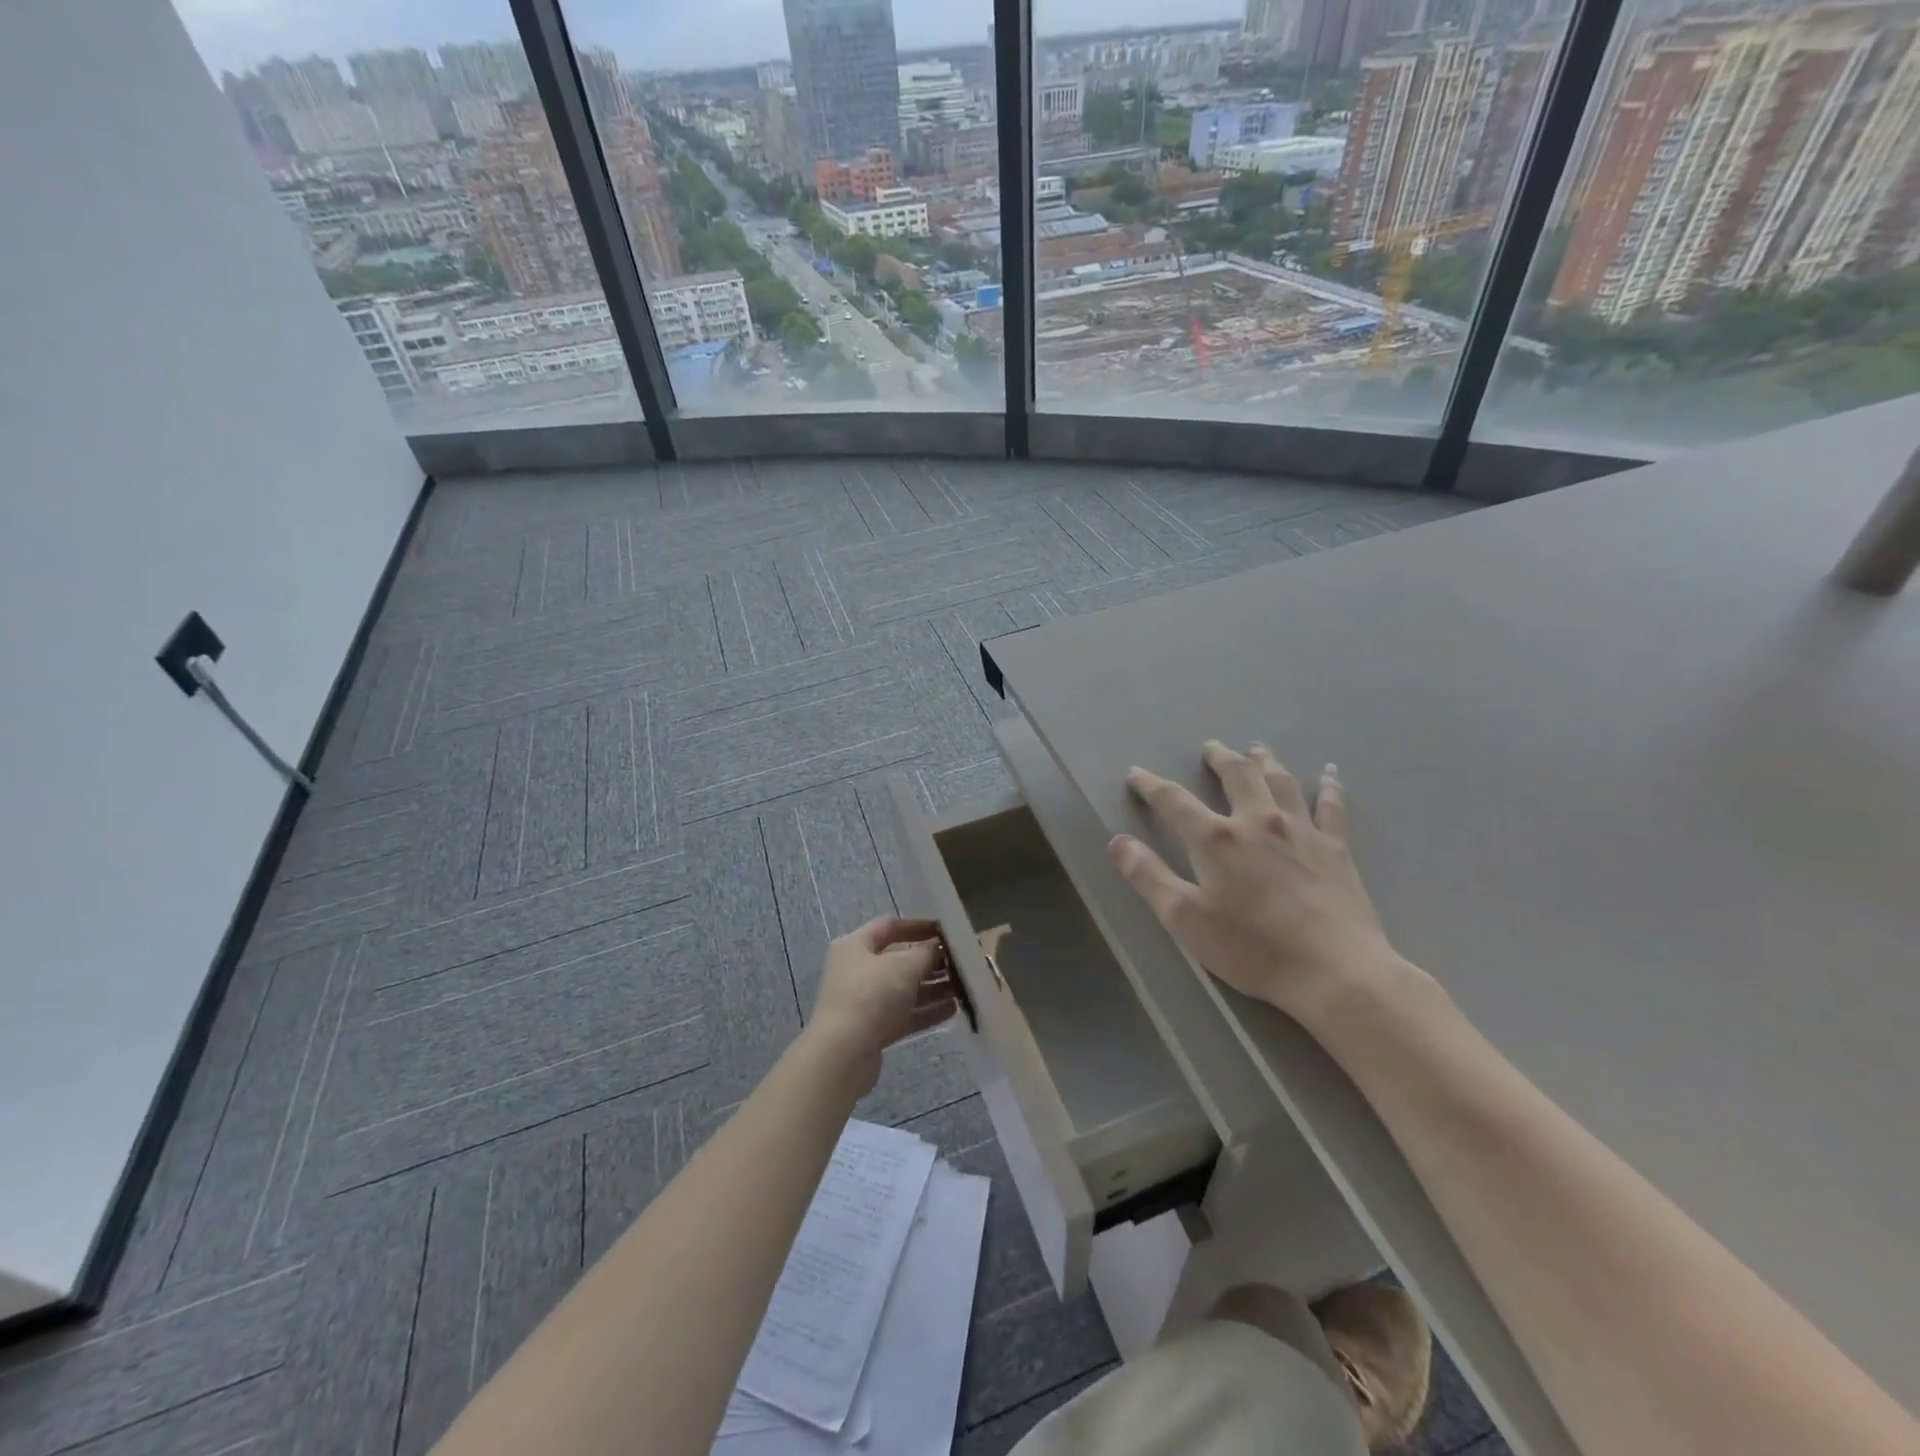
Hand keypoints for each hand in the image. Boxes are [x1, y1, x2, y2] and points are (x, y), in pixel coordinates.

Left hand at [807, 916, 955, 1091]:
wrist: (843, 1054)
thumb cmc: (871, 996)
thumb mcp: (904, 966)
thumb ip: (926, 953)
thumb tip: (937, 947)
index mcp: (855, 946)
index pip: (889, 927)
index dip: (918, 926)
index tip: (945, 931)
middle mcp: (856, 971)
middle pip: (897, 960)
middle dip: (929, 962)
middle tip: (959, 964)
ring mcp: (862, 1002)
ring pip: (902, 990)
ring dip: (932, 988)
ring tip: (962, 988)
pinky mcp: (871, 1030)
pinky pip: (903, 1015)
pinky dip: (925, 1011)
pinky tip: (952, 1010)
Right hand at [1108, 742, 1399, 1022]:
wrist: (1334, 971)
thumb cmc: (1252, 948)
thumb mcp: (1185, 918)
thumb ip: (1148, 876)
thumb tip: (1117, 841)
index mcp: (1216, 839)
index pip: (1174, 800)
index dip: (1151, 784)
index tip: (1136, 773)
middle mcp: (1258, 822)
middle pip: (1236, 775)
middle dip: (1219, 758)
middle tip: (1210, 747)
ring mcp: (1301, 831)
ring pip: (1280, 781)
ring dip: (1265, 761)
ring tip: (1256, 748)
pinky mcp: (1335, 849)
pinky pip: (1332, 806)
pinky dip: (1328, 785)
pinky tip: (1328, 772)